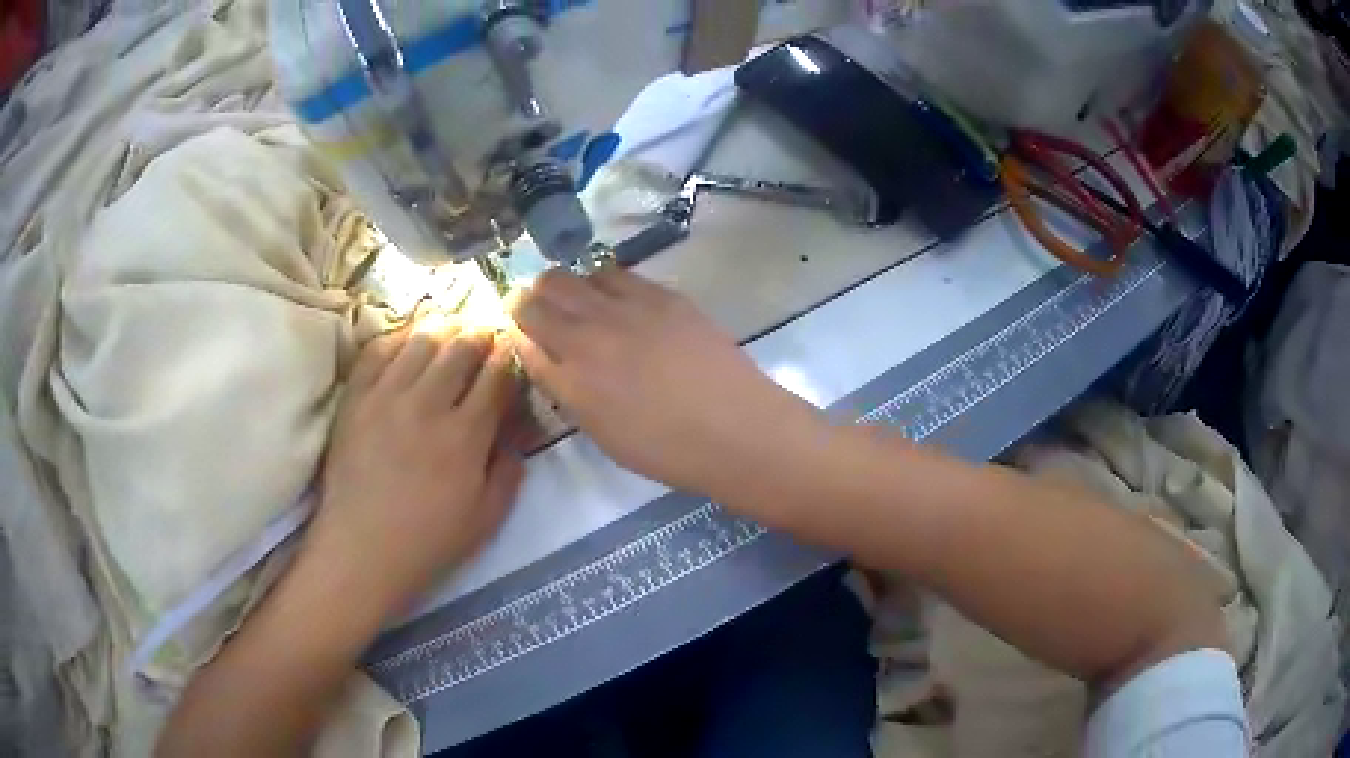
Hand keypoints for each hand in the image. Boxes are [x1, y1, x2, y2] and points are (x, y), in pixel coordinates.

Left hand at [312, 318, 523, 613]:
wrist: (362, 551)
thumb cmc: (429, 542)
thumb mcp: (487, 519)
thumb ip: (510, 471)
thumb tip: (518, 430)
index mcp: (465, 436)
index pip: (496, 376)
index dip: (509, 356)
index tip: (513, 350)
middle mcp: (428, 404)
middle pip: (462, 347)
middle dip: (481, 333)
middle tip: (486, 331)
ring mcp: (386, 396)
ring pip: (422, 339)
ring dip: (444, 327)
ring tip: (452, 326)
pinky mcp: (356, 398)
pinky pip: (379, 350)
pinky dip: (400, 336)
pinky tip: (410, 338)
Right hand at [507, 267, 819, 496]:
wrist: (734, 428)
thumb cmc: (666, 450)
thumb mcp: (603, 435)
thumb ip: (569, 394)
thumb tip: (551, 363)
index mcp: (571, 380)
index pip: (523, 339)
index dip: (515, 330)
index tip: (518, 330)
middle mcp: (589, 337)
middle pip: (539, 297)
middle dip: (529, 299)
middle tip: (536, 306)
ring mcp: (626, 310)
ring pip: (573, 277)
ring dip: (564, 286)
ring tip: (575, 299)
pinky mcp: (661, 295)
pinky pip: (616, 274)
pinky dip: (602, 282)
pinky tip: (612, 295)